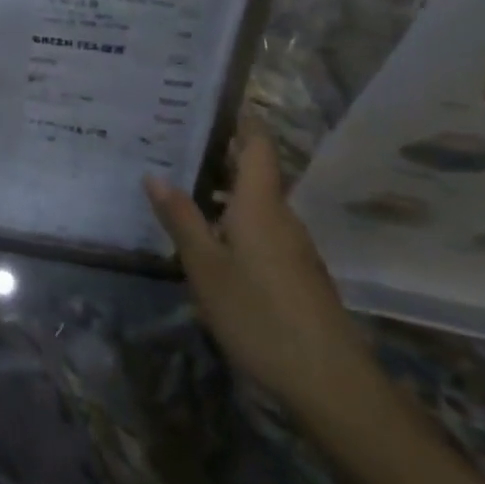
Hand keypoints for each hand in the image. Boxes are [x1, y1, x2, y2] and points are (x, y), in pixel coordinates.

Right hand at [145, 124, 375, 417]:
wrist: (330, 383)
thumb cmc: (260, 315)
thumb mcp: (206, 267)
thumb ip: (181, 219)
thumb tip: (154, 174)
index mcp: (260, 203)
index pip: (257, 143)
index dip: (241, 118)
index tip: (212, 100)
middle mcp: (281, 215)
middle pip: (254, 171)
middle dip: (220, 153)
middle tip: (175, 141)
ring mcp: (293, 246)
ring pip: (256, 202)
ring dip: (224, 189)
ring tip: (182, 185)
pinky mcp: (296, 273)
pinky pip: (262, 228)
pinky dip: (235, 218)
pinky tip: (210, 237)